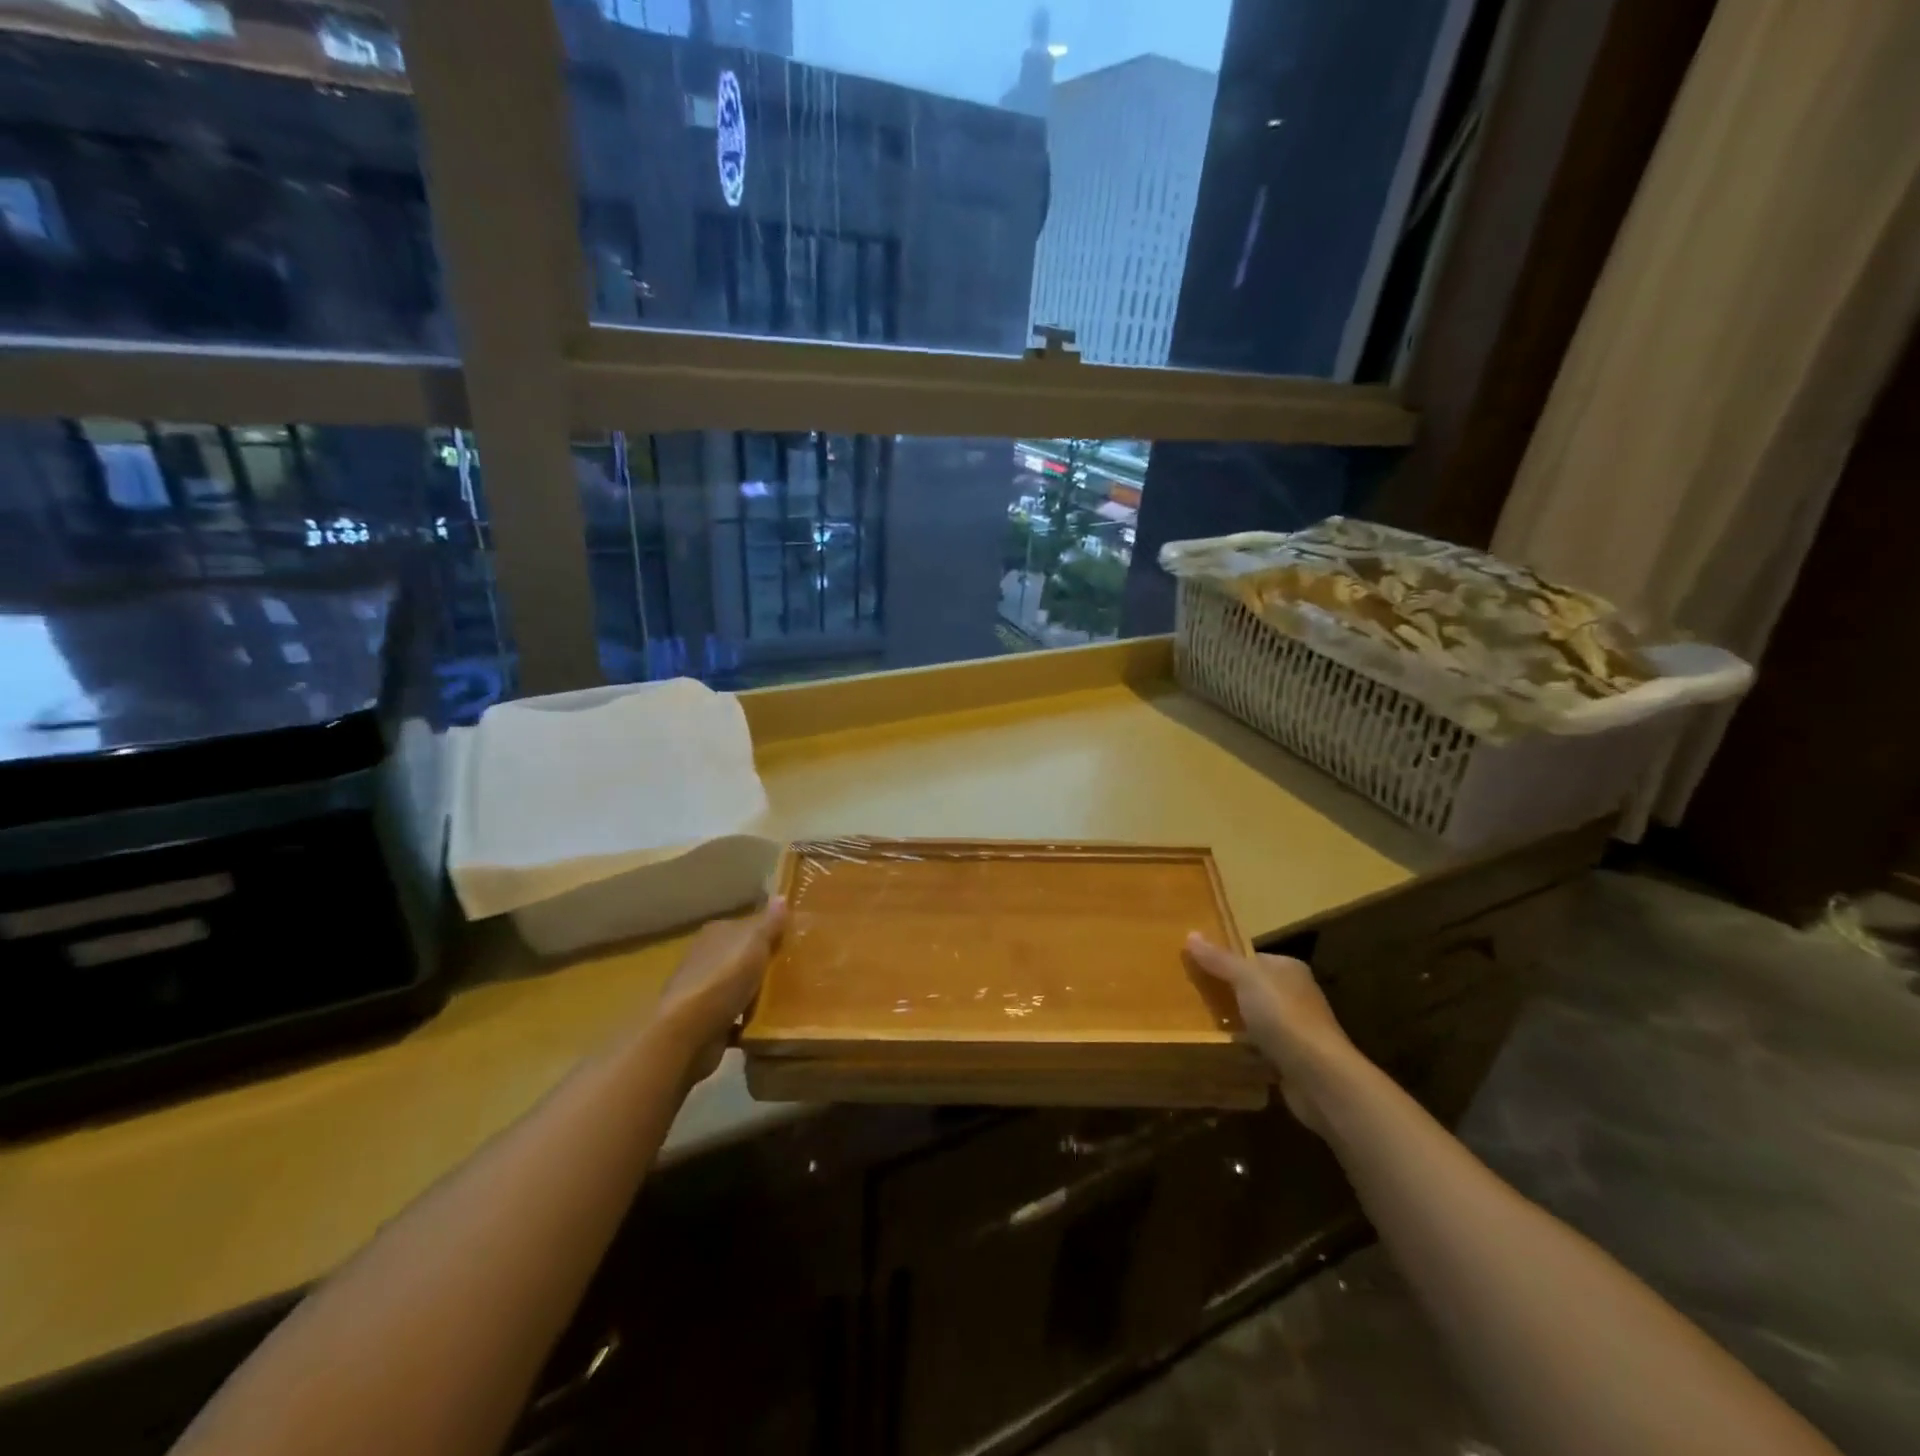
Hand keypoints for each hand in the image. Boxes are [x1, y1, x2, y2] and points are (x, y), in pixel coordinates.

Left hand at [652, 897, 786, 1080]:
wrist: (687, 1032)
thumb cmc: (723, 979)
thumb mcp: (753, 943)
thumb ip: (769, 923)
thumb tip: (781, 897)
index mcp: (716, 934)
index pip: (747, 925)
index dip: (770, 931)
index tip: (795, 940)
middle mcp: (707, 958)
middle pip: (743, 956)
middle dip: (765, 963)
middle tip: (797, 969)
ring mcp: (705, 991)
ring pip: (739, 986)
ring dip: (757, 992)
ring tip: (789, 998)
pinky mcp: (706, 1022)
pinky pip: (735, 1016)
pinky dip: (749, 1020)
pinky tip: (770, 1024)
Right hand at [1185, 934, 1359, 1134]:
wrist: (1317, 1075)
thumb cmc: (1282, 1015)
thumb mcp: (1245, 978)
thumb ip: (1218, 958)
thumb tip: (1190, 934)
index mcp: (1289, 969)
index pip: (1251, 959)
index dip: (1224, 961)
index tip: (1195, 968)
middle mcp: (1296, 995)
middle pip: (1252, 989)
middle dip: (1226, 994)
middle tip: (1191, 997)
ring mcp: (1296, 1029)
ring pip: (1254, 1020)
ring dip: (1233, 1024)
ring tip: (1198, 1024)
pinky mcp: (1292, 1059)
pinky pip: (1259, 1048)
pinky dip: (1243, 1050)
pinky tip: (1222, 1052)